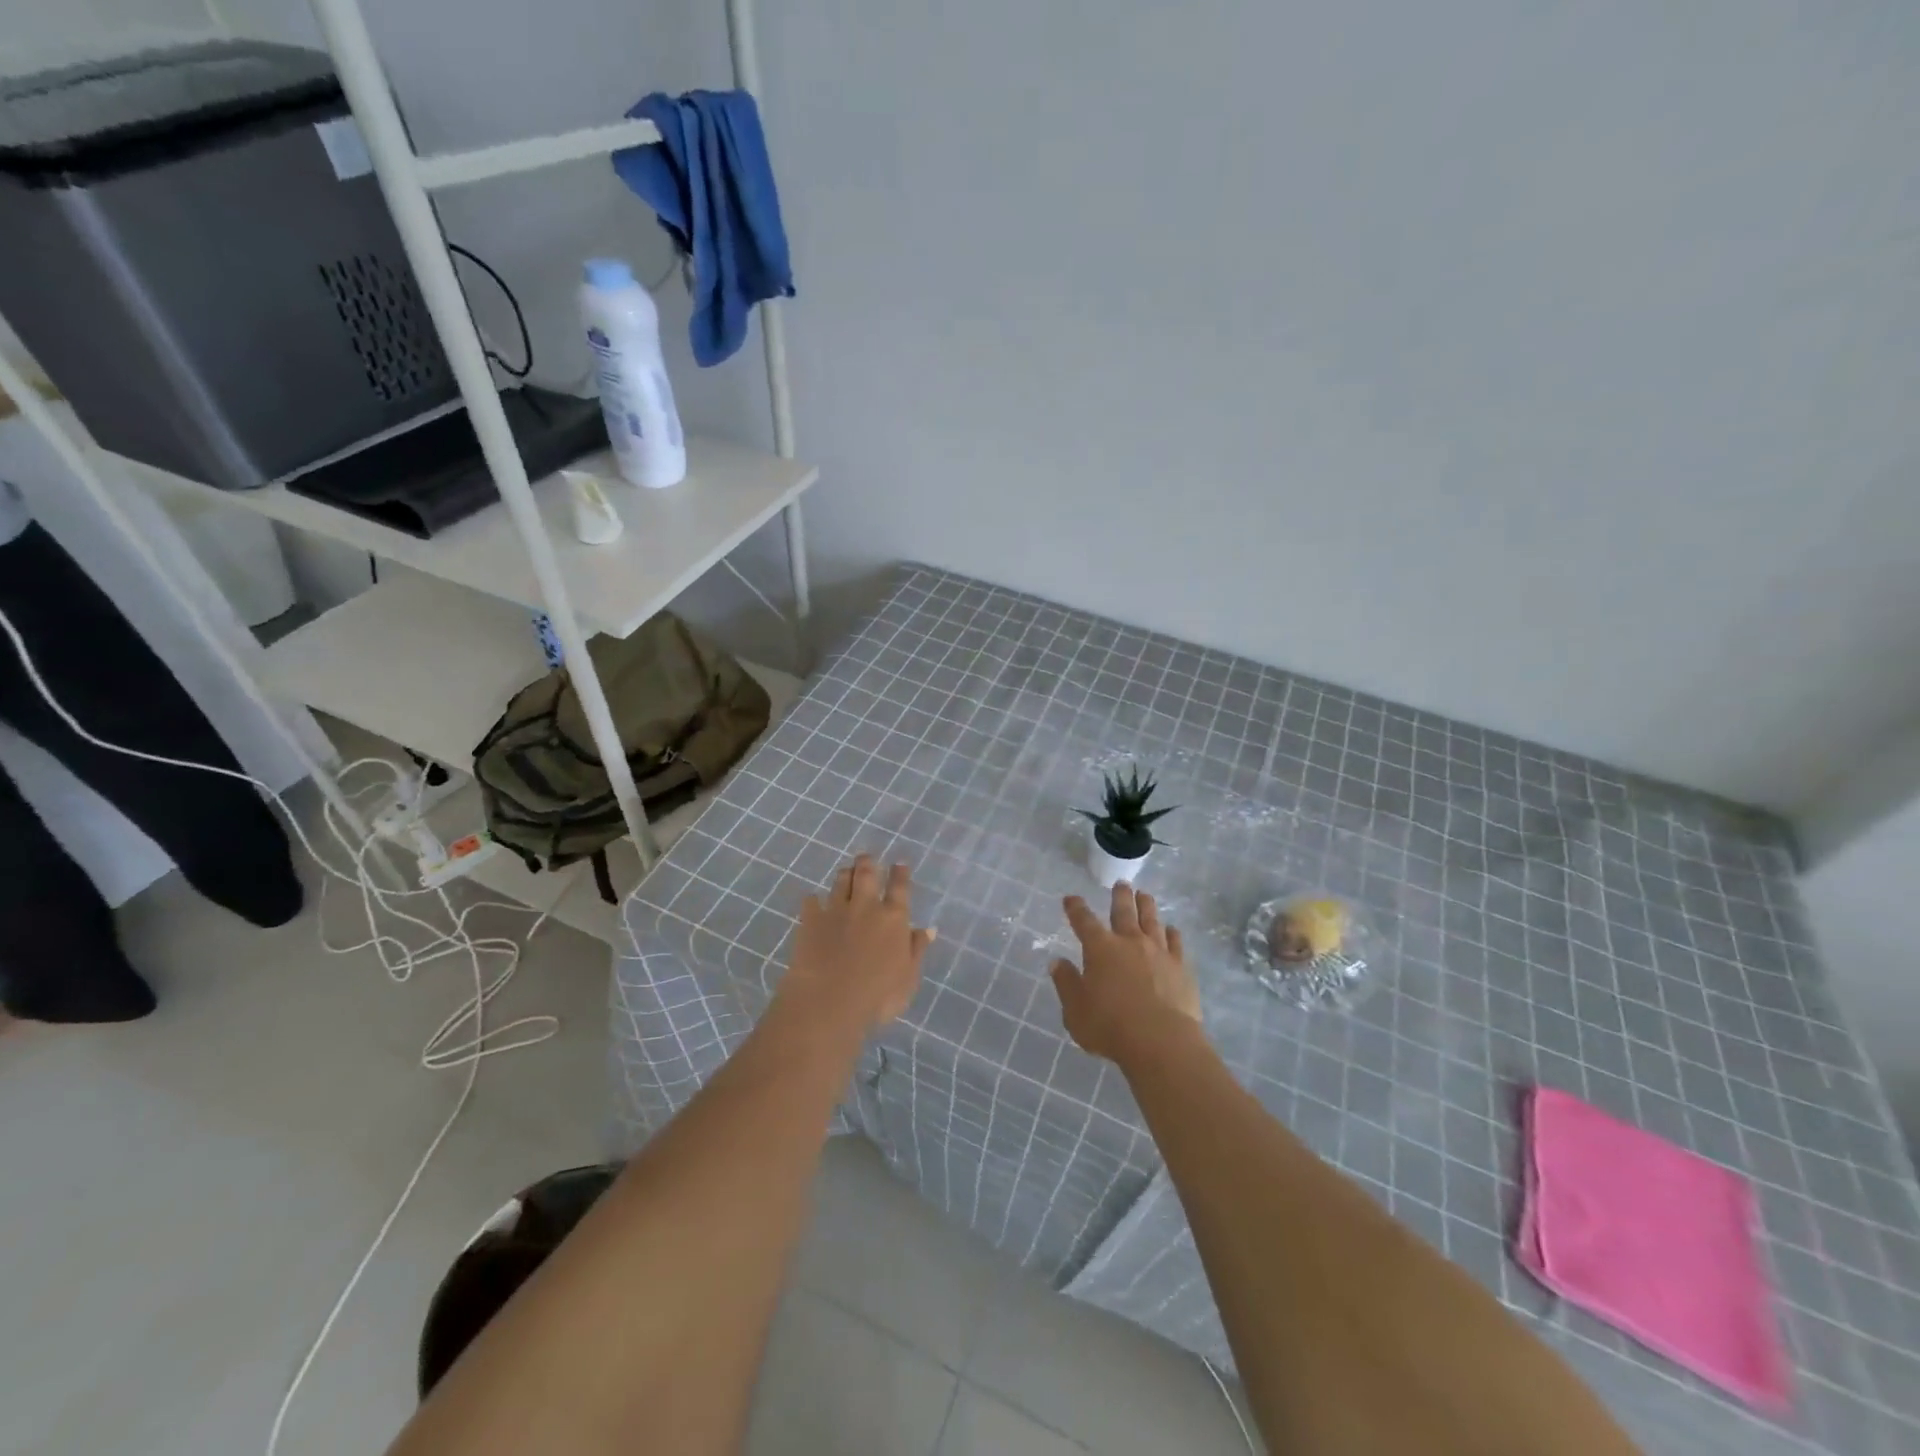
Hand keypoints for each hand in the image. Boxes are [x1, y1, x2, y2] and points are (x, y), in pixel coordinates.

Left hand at [781, 855, 934, 1029]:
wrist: (828, 1002)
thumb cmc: (877, 996)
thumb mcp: (908, 978)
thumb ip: (917, 950)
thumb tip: (927, 929)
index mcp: (893, 918)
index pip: (899, 887)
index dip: (900, 873)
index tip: (899, 863)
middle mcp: (865, 906)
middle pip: (866, 874)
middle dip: (868, 862)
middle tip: (867, 857)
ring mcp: (836, 911)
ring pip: (840, 881)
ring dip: (844, 874)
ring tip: (845, 871)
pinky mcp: (810, 920)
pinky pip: (811, 902)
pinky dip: (814, 900)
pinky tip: (813, 902)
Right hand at [1051, 882, 1203, 1064]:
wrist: (1161, 1041)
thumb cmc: (1110, 1027)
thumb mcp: (1075, 1010)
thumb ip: (1066, 984)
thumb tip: (1057, 962)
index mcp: (1100, 948)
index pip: (1084, 921)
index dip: (1076, 908)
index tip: (1071, 899)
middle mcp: (1129, 941)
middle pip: (1123, 911)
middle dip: (1120, 896)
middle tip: (1121, 883)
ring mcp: (1158, 952)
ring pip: (1151, 920)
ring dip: (1147, 905)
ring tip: (1145, 895)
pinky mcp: (1181, 967)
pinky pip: (1176, 943)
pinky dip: (1172, 933)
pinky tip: (1172, 930)